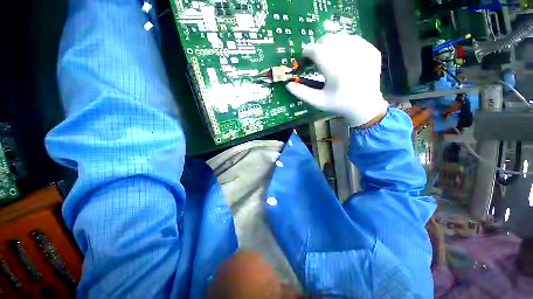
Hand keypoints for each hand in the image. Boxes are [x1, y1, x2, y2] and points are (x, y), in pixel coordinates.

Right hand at [286, 33, 387, 127]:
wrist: (365, 107)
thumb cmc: (339, 105)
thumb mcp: (318, 101)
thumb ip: (301, 93)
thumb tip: (288, 84)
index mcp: (335, 70)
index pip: (317, 50)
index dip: (307, 52)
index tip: (304, 59)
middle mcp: (350, 56)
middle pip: (328, 39)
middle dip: (318, 47)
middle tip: (316, 58)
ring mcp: (364, 51)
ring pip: (341, 36)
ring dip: (331, 45)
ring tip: (329, 58)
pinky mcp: (372, 50)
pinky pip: (354, 39)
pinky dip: (345, 45)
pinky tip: (343, 57)